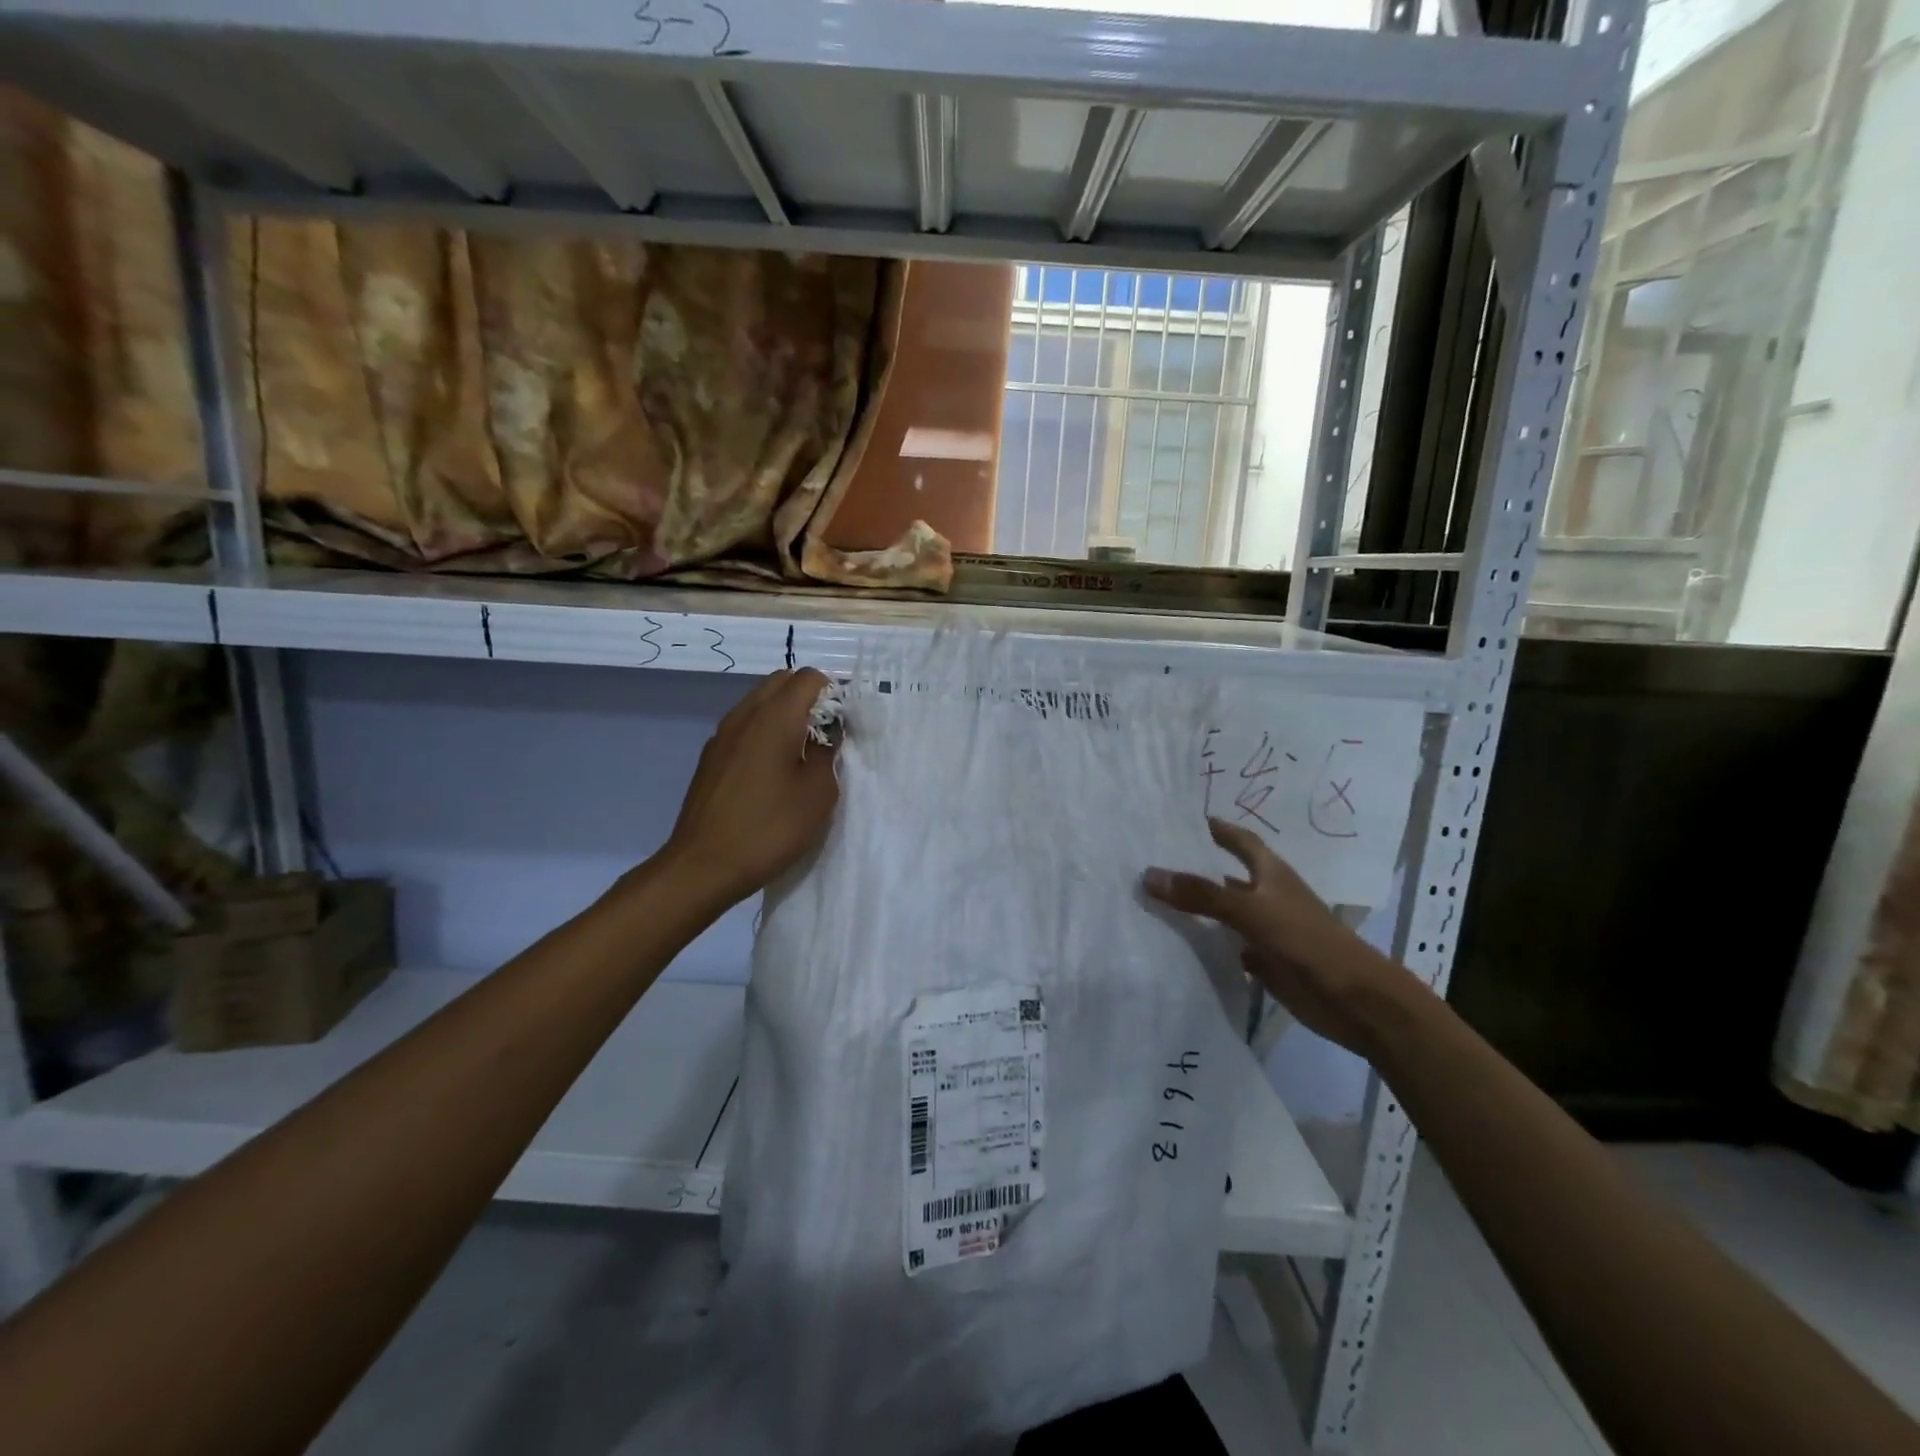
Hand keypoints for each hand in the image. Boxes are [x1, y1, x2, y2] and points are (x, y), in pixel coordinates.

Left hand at [660, 668, 839, 908]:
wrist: (703, 866)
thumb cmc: (770, 828)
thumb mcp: (817, 794)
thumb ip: (827, 753)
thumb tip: (826, 732)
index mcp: (774, 717)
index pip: (808, 678)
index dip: (832, 694)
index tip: (842, 727)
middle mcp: (744, 715)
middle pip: (780, 682)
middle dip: (807, 698)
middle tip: (824, 737)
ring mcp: (721, 736)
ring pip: (759, 703)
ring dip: (784, 716)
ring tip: (800, 755)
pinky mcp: (710, 758)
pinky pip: (743, 728)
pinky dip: (763, 734)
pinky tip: (771, 772)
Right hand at [1144, 817, 1409, 1056]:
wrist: (1353, 1000)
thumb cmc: (1306, 941)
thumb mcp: (1251, 911)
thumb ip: (1202, 894)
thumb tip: (1149, 874)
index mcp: (1271, 873)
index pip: (1240, 840)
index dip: (1217, 828)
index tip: (1182, 820)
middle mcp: (1267, 896)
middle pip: (1226, 876)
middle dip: (1196, 868)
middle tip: (1152, 861)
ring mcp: (1266, 930)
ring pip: (1224, 912)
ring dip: (1197, 907)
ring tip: (1153, 900)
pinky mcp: (1265, 961)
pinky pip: (1228, 946)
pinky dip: (1207, 944)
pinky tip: (1178, 944)